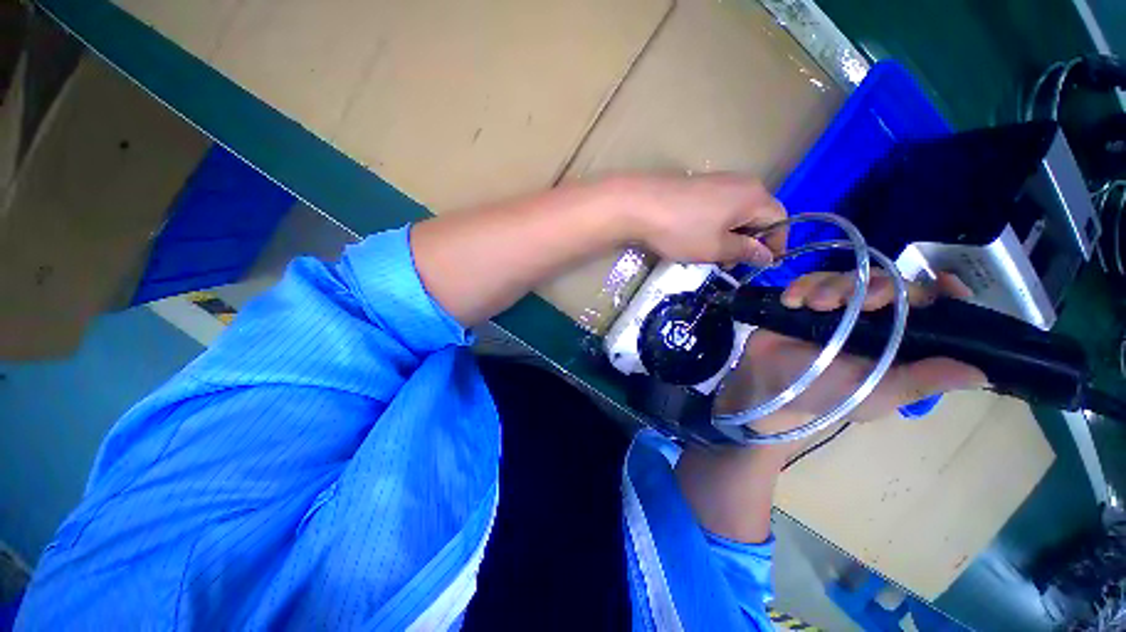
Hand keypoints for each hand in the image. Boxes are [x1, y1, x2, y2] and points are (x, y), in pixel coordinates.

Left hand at [604, 174, 787, 265]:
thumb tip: (767, 255)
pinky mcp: (698, 184)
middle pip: (758, 215)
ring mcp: (718, 180)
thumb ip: (746, 251)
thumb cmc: (681, 230)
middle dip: (749, 242)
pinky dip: (715, 225)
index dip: (775, 245)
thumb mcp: (717, 248)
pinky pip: (718, 207)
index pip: (779, 221)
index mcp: (754, 196)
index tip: (762, 265)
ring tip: (711, 255)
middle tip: (730, 264)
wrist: (638, 205)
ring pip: (736, 212)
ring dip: (730, 236)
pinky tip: (697, 238)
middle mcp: (741, 183)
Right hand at [676, 270, 986, 543]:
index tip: (942, 283)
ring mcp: (834, 309)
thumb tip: (982, 371)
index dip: (942, 294)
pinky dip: (803, 286)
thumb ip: (921, 381)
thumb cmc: (822, 397)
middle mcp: (870, 321)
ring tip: (813, 305)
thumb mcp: (875, 393)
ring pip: (848, 277)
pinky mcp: (801, 303)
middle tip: (859, 301)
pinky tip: (792, 302)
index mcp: (896, 342)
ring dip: (833, 285)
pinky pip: (809, 280)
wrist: (765, 389)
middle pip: (890, 284)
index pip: (931, 312)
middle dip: (877, 286)